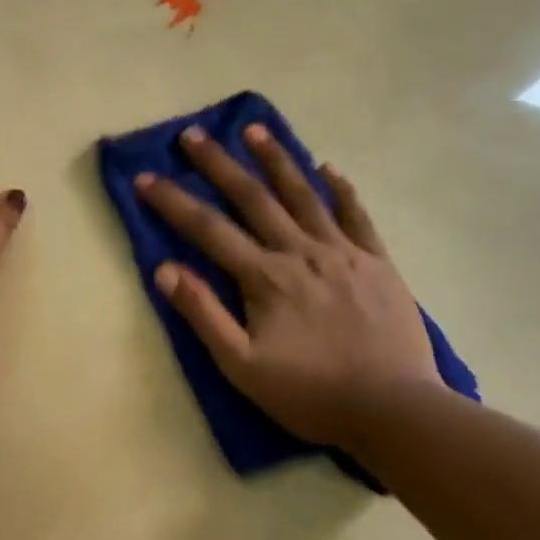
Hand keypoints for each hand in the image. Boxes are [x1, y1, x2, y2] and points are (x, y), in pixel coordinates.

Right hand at [136, 123, 438, 444]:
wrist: (393, 410)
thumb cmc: (310, 394)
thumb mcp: (242, 366)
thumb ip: (204, 315)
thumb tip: (165, 270)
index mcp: (265, 278)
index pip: (208, 229)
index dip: (173, 202)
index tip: (146, 177)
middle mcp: (301, 253)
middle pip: (253, 198)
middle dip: (219, 164)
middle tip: (193, 134)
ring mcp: (343, 253)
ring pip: (304, 195)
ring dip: (276, 160)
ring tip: (255, 129)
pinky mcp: (377, 263)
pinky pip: (357, 215)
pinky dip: (341, 189)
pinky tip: (328, 168)